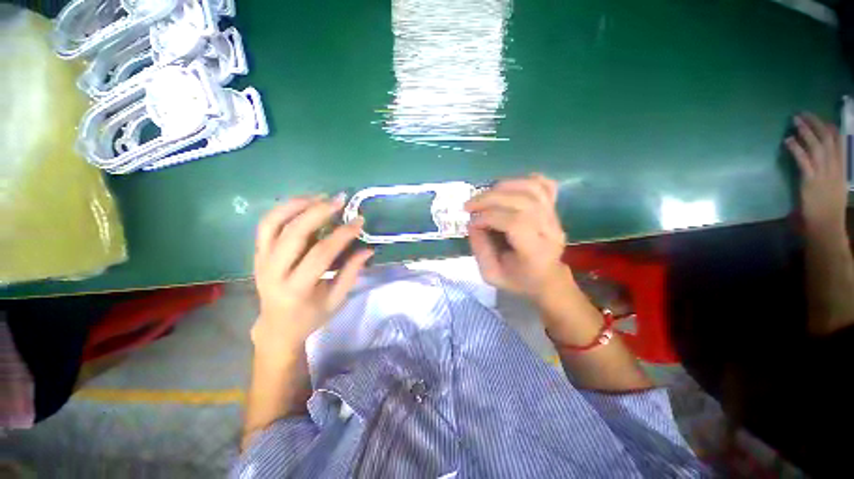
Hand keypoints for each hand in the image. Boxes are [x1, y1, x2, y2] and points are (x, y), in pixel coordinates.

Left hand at [251, 196, 372, 358]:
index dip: (342, 235)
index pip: (320, 254)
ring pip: (273, 223)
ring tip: (320, 197)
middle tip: (340, 200)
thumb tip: (368, 249)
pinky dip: (283, 209)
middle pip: (294, 234)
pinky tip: (303, 203)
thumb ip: (351, 273)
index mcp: (296, 289)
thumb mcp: (336, 299)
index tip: (359, 221)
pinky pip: (266, 225)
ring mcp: (261, 260)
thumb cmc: (310, 316)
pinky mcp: (257, 253)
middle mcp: (273, 272)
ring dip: (297, 205)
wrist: (276, 326)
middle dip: (318, 212)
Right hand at [465, 174, 571, 300]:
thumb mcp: (491, 275)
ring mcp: (555, 218)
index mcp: (536, 252)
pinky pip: (545, 185)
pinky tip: (508, 188)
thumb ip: (480, 250)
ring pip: (533, 189)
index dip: (488, 217)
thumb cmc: (519, 280)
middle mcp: (550, 230)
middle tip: (469, 205)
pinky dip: (524, 181)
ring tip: (484, 195)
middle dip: (490, 199)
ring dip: (503, 186)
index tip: (472, 223)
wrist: (547, 279)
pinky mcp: (554, 210)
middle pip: (523, 201)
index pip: (515, 223)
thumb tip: (473, 223)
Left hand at [786, 113, 848, 234]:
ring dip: (805, 132)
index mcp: (841, 169)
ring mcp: (823, 174)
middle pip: (827, 140)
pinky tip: (788, 140)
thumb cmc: (828, 209)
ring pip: (816, 146)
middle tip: (802, 113)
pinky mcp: (811, 181)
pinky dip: (796, 149)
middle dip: (815, 124)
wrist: (827, 225)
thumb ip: (831, 173)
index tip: (822, 118)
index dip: (830, 128)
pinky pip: (803, 161)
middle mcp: (834, 168)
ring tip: (794, 121)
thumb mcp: (835, 187)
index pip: (839, 143)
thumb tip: (822, 161)